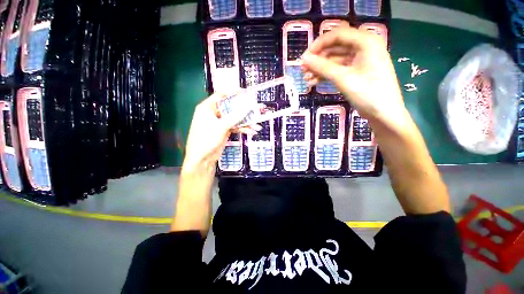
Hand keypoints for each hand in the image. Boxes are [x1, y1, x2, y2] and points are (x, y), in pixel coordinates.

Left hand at [182, 93, 258, 172]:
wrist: (202, 158)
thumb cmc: (207, 139)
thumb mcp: (221, 126)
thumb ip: (235, 116)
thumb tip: (248, 107)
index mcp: (207, 107)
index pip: (221, 95)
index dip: (233, 92)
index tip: (245, 92)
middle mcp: (213, 113)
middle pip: (231, 107)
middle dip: (243, 109)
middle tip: (255, 108)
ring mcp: (219, 122)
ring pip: (234, 118)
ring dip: (245, 121)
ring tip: (257, 123)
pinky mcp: (224, 130)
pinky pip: (234, 126)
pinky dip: (242, 128)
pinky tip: (251, 131)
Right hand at [301, 26, 407, 130]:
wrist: (384, 114)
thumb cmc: (368, 93)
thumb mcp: (343, 78)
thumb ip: (322, 67)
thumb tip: (304, 59)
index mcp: (366, 42)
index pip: (338, 34)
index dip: (319, 44)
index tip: (305, 57)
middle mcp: (364, 47)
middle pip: (335, 47)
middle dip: (318, 58)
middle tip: (304, 70)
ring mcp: (360, 60)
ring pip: (335, 59)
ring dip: (320, 68)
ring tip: (307, 79)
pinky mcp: (357, 72)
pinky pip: (339, 69)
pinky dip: (327, 74)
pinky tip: (314, 82)